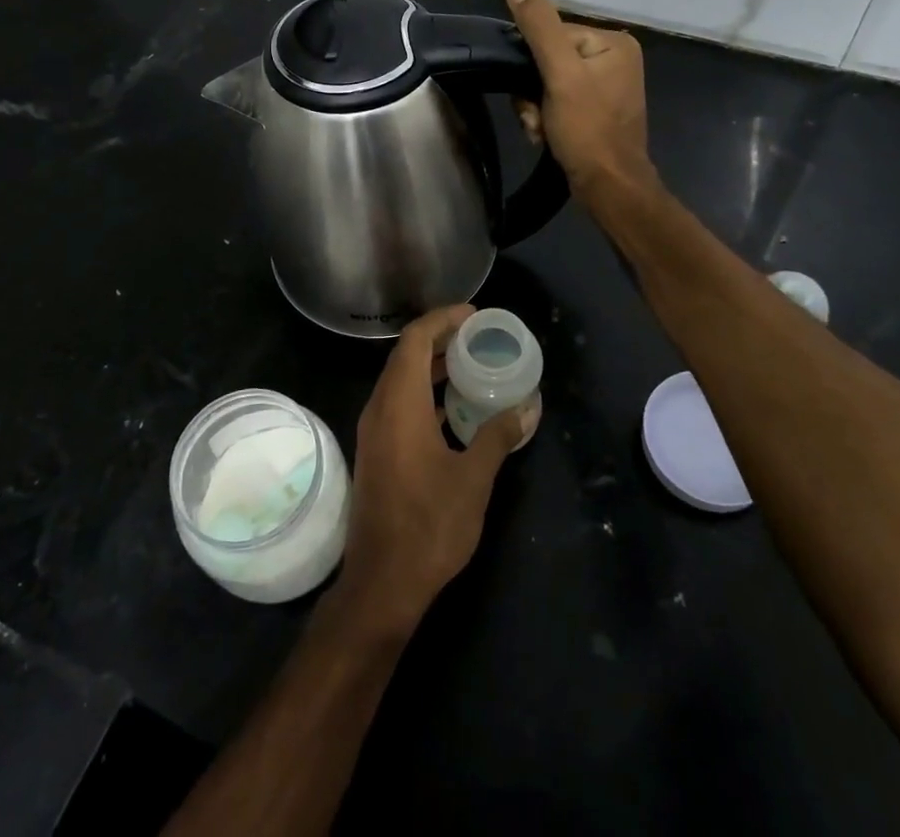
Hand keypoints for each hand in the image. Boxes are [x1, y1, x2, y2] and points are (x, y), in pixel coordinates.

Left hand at [336, 306, 533, 637]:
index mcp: (399, 404)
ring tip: (470, 365)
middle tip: (478, 336)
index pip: (414, 340)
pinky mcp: (376, 452)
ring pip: (400, 381)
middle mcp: (380, 409)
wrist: (381, 584)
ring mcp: (374, 431)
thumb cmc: (429, 526)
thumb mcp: (473, 479)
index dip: (442, 319)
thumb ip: (497, 437)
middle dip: (440, 339)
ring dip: (431, 367)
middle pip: (405, 356)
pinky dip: (424, 394)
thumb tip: (526, 408)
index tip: (473, 315)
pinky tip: (452, 409)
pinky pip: (399, 404)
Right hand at [505, 0, 655, 203]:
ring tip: (541, 130)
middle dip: (532, 92)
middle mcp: (614, 58)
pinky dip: (546, 117)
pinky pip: (558, 100)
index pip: (552, 34)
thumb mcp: (559, 74)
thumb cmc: (588, 130)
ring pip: (548, 83)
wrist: (609, 188)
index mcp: (613, 42)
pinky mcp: (597, 109)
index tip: (529, 95)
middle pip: (548, 59)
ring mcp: (606, 85)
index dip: (531, 64)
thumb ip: (539, 27)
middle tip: (536, 118)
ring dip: (535, 107)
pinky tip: (546, 136)